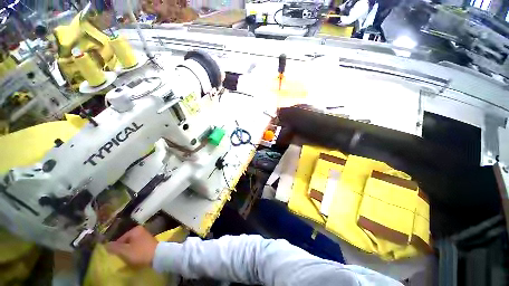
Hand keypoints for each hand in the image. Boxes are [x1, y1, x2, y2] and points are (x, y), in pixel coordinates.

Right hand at [106, 226, 158, 266]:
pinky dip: (135, 252)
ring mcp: (146, 236)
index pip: (120, 239)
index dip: (115, 248)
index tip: (114, 256)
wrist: (157, 256)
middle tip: (120, 258)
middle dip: (122, 250)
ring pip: (132, 245)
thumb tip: (105, 245)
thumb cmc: (140, 252)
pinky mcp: (149, 242)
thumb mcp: (125, 251)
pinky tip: (134, 258)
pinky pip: (138, 247)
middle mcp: (141, 230)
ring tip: (126, 259)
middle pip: (126, 242)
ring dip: (128, 251)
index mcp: (135, 229)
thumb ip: (114, 248)